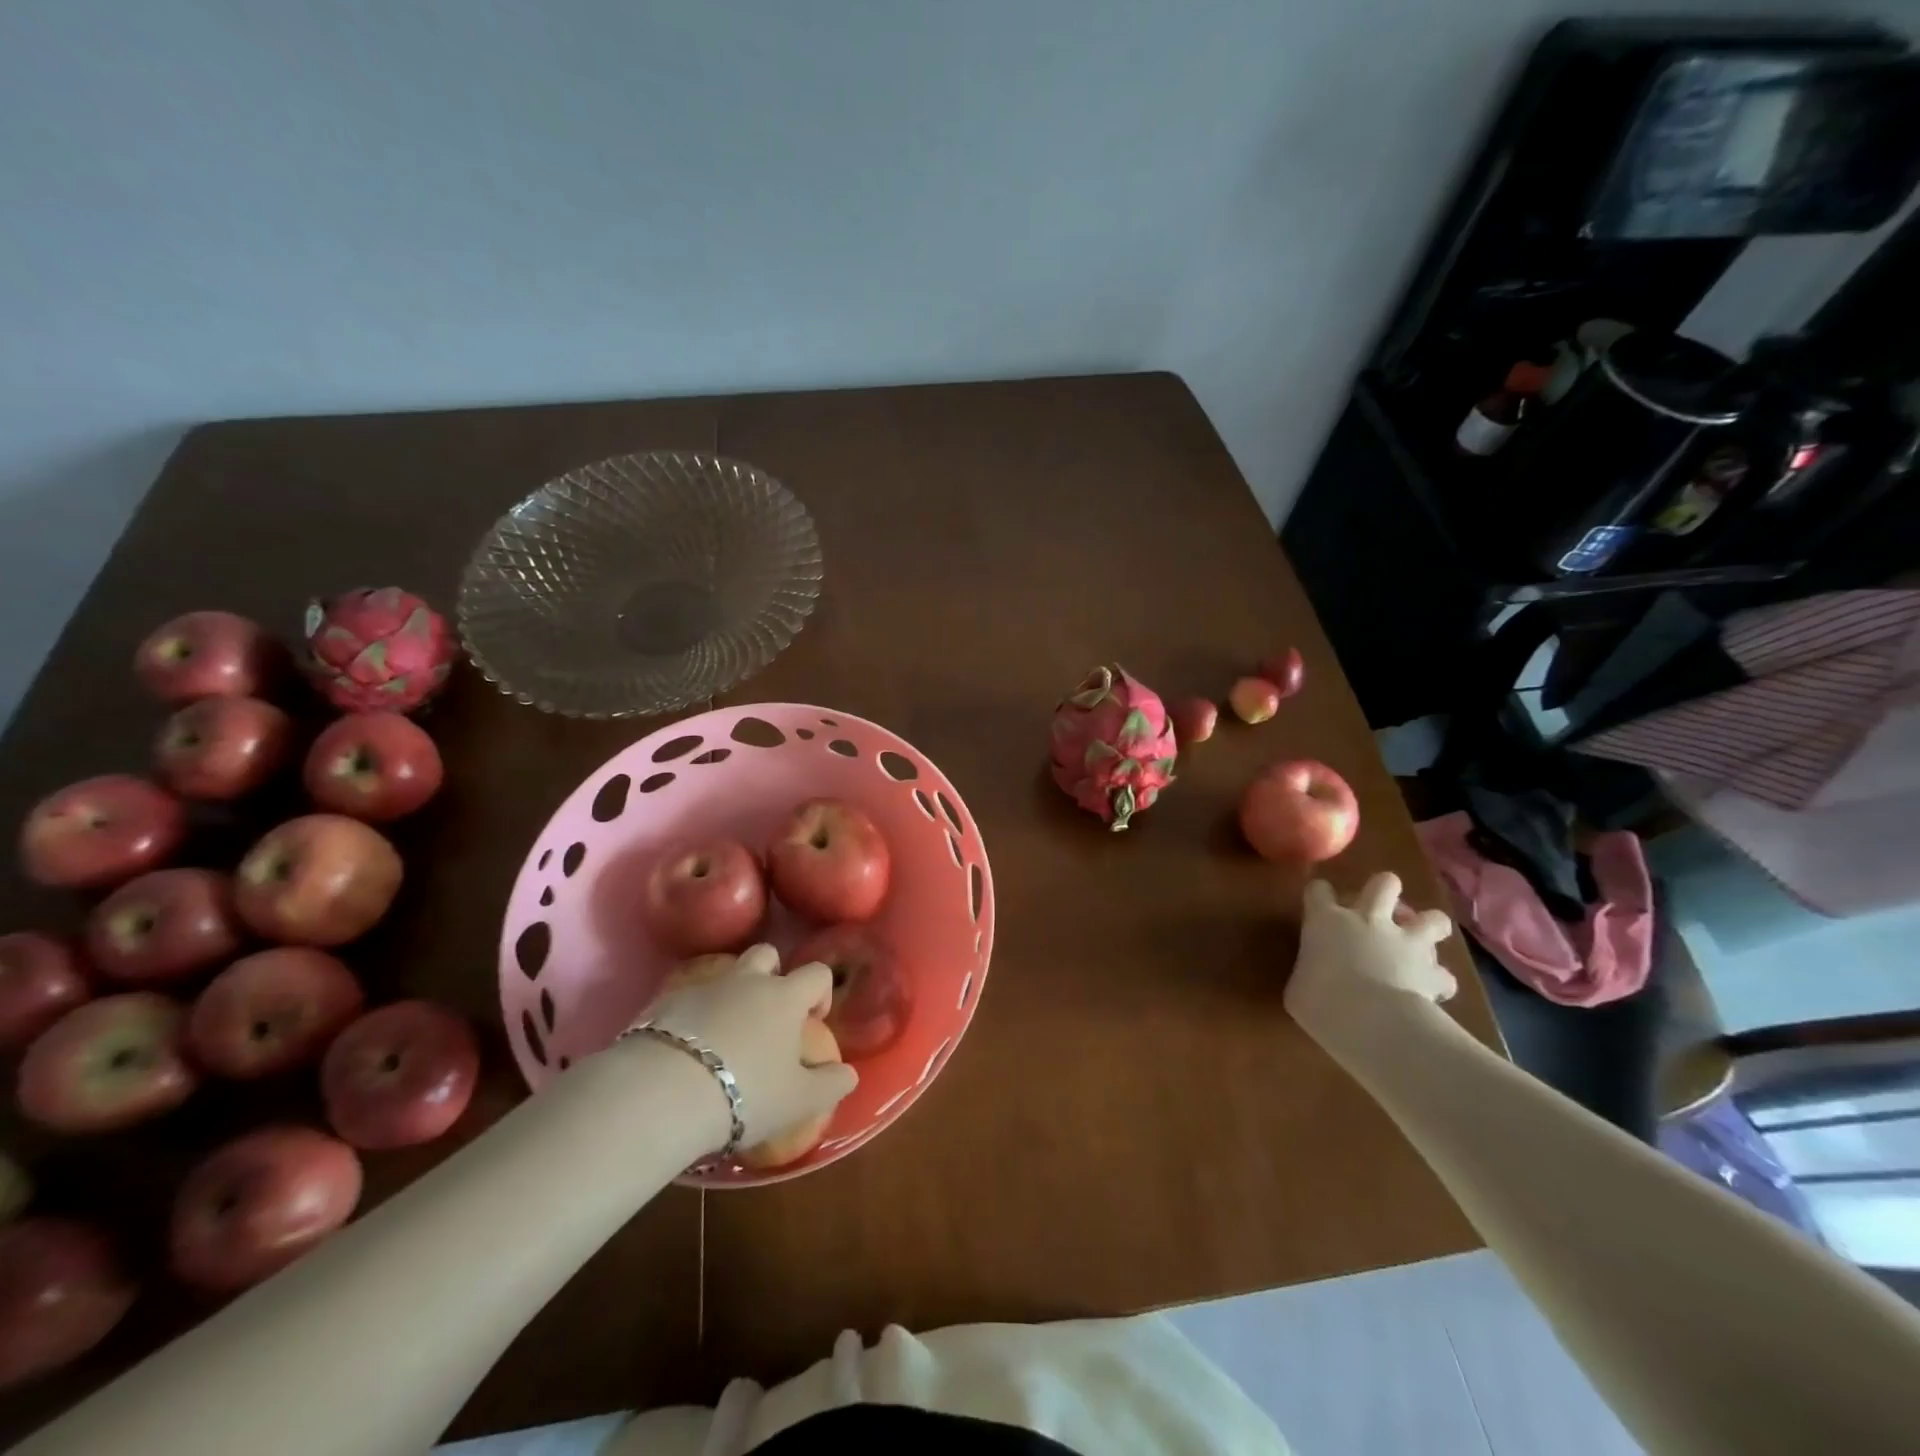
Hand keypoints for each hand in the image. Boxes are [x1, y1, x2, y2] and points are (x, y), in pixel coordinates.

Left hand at [636, 943, 857, 1150]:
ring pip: (725, 974)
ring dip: (732, 994)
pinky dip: (694, 1015)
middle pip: (767, 954)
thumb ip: (831, 1084)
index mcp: (784, 997)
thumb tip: (849, 1074)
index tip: (813, 1022)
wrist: (662, 1092)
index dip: (820, 992)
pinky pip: (688, 998)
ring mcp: (703, 987)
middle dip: (773, 975)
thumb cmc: (745, 1092)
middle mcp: (747, 981)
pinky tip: (687, 1052)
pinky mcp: (664, 1003)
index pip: (816, 973)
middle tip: (768, 1016)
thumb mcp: (799, 1100)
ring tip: (727, 1036)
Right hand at [1285, 873, 1455, 1044]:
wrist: (1371, 1021)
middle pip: (1384, 884)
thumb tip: (1310, 978)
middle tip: (1381, 909)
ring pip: (1433, 918)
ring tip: (1419, 943)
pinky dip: (1439, 980)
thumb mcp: (1296, 987)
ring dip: (1428, 927)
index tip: (1318, 906)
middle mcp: (1368, 920)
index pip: (1318, 890)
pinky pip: (1444, 974)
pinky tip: (1432, 989)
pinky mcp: (1434, 972)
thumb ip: (1306, 972)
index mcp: (1326, 920)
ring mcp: (1406, 942)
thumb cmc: (1320, 1000)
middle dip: (1385, 889)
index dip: (1319, 895)